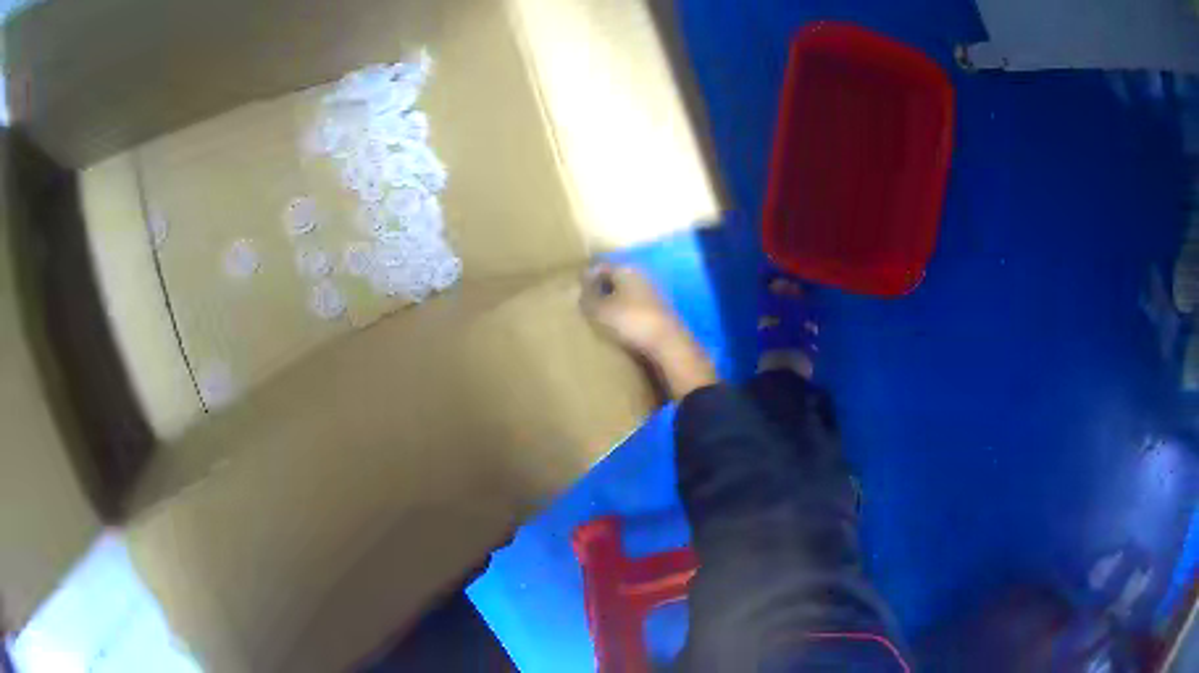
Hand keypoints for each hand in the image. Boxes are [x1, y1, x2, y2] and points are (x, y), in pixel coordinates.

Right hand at [580, 264, 683, 357]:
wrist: (667, 344)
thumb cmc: (630, 321)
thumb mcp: (599, 309)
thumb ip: (588, 295)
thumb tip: (582, 284)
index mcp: (626, 270)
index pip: (601, 267)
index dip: (587, 277)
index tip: (576, 290)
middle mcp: (641, 277)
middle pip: (615, 279)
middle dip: (601, 289)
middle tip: (585, 303)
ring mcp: (653, 294)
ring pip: (626, 294)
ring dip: (614, 302)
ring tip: (599, 317)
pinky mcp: (659, 312)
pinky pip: (636, 308)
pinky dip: (626, 313)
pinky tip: (618, 327)